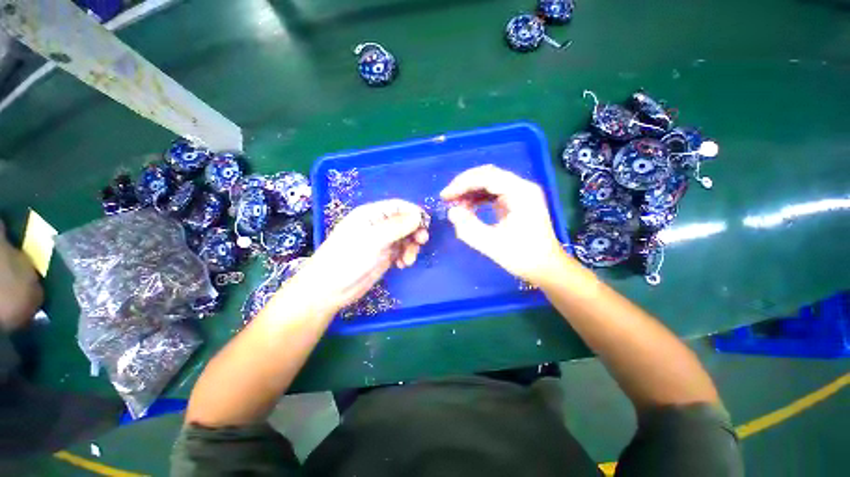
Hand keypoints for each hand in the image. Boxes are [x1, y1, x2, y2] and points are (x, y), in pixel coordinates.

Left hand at [287, 199, 428, 314]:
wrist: (330, 289)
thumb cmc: (348, 258)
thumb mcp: (373, 239)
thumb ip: (397, 226)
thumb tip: (418, 216)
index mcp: (372, 214)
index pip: (398, 206)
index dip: (414, 213)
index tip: (425, 224)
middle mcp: (378, 225)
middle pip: (405, 222)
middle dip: (415, 231)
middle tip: (422, 242)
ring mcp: (381, 241)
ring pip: (405, 238)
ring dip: (411, 247)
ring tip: (408, 261)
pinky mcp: (384, 256)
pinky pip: (401, 251)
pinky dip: (405, 256)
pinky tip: (402, 265)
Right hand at [441, 165, 565, 284]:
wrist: (546, 267)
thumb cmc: (523, 257)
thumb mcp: (492, 245)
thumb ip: (469, 228)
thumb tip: (451, 212)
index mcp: (520, 193)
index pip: (487, 177)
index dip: (462, 184)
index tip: (445, 197)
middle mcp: (521, 187)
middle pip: (487, 174)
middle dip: (464, 184)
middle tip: (447, 198)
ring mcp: (519, 193)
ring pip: (489, 181)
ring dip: (470, 190)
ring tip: (455, 204)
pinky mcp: (515, 201)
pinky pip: (492, 191)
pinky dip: (477, 197)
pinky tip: (468, 207)